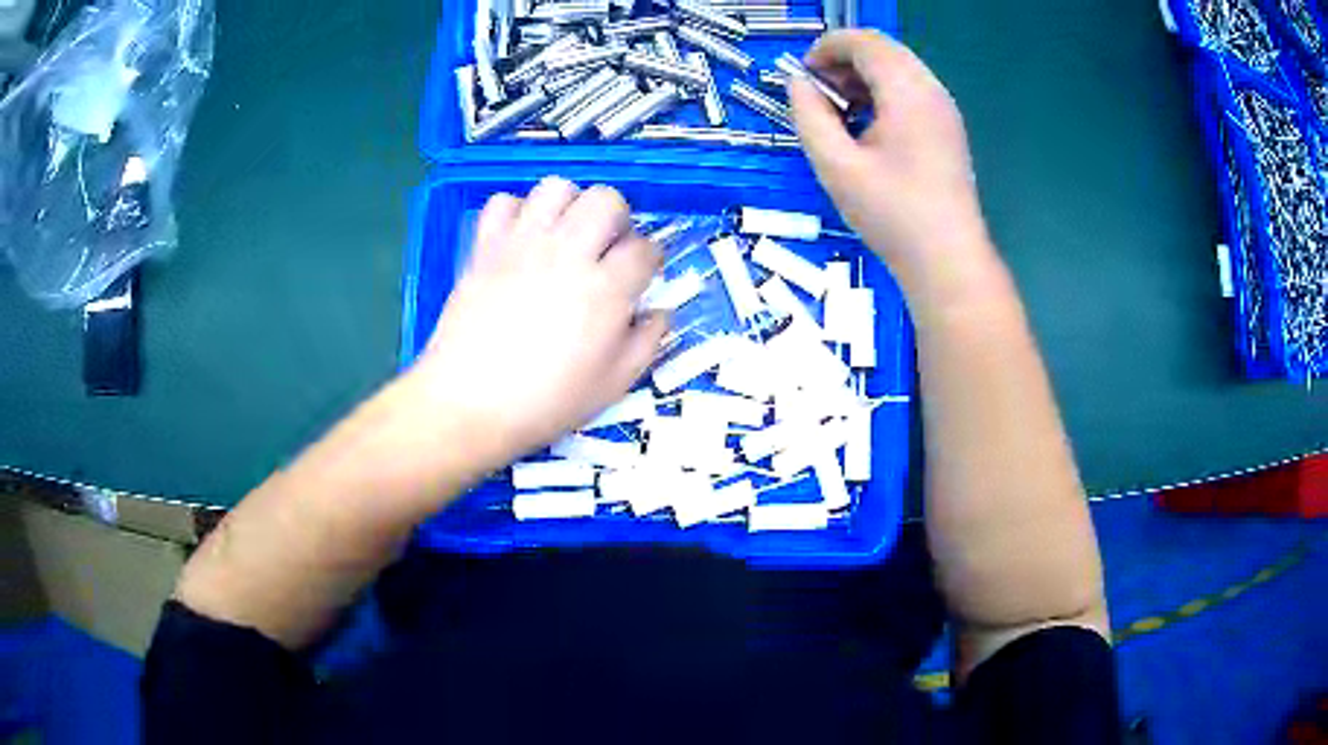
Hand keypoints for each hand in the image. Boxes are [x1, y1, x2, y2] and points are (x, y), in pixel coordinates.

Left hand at [408, 177, 666, 472]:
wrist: (470, 404)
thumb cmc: (545, 403)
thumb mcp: (613, 385)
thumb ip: (646, 343)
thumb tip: (659, 312)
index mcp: (606, 289)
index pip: (646, 249)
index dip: (650, 260)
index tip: (641, 275)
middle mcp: (568, 253)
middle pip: (607, 199)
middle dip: (617, 219)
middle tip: (605, 249)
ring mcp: (522, 244)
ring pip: (557, 187)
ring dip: (569, 206)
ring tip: (563, 236)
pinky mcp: (485, 246)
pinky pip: (504, 202)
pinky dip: (516, 213)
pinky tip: (520, 240)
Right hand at [789, 31, 990, 288]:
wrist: (947, 259)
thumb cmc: (892, 214)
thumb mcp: (836, 165)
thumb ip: (809, 116)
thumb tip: (798, 84)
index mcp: (907, 92)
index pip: (863, 42)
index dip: (825, 49)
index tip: (802, 77)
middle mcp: (931, 90)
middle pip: (882, 50)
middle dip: (843, 61)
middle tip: (819, 94)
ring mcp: (944, 109)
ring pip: (898, 68)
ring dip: (863, 77)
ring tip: (840, 112)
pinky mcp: (948, 128)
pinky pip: (911, 91)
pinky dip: (883, 94)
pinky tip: (868, 128)